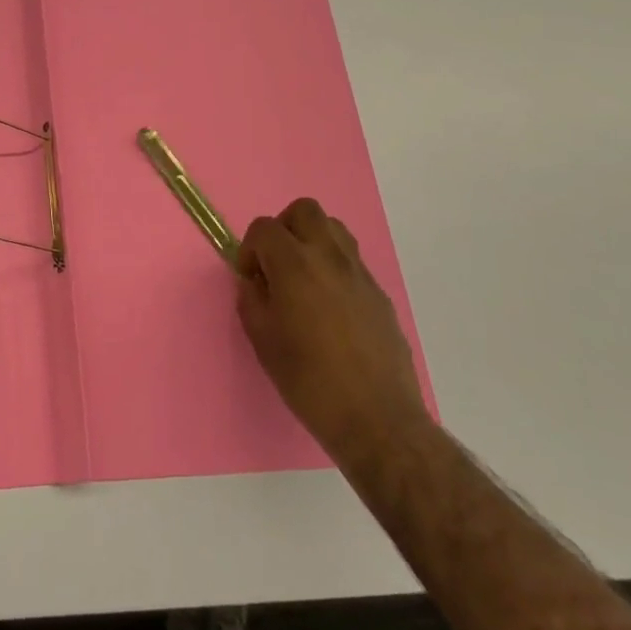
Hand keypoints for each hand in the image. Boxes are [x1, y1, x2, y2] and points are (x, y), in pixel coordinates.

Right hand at [236, 198, 428, 468]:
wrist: (376, 419)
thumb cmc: (309, 380)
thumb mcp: (262, 340)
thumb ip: (252, 299)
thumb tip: (255, 282)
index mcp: (295, 265)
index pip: (264, 227)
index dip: (250, 248)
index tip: (250, 278)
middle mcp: (329, 257)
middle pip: (305, 210)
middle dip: (284, 228)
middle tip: (276, 265)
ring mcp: (360, 273)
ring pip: (334, 228)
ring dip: (312, 241)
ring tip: (303, 279)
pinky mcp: (379, 293)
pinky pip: (352, 261)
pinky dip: (334, 268)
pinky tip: (329, 308)